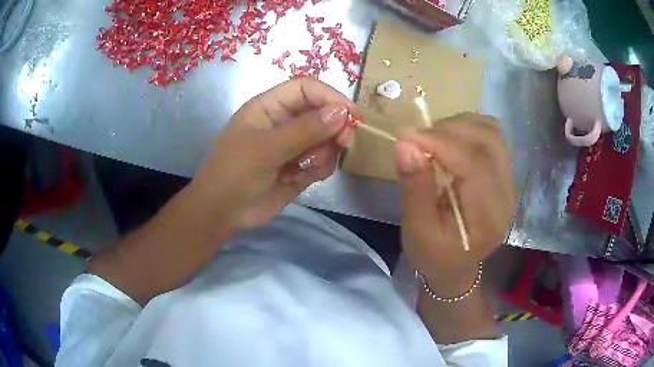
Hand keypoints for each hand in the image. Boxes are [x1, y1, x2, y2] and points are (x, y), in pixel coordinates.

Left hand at [190, 78, 356, 230]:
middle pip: (322, 112)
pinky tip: (298, 180)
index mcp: (269, 107)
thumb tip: (342, 112)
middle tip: (342, 143)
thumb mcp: (266, 149)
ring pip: (326, 139)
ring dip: (323, 154)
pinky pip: (323, 161)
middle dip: (334, 128)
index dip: (330, 96)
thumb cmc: (235, 172)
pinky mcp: (300, 167)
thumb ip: (305, 130)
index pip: (306, 89)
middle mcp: (284, 121)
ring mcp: (293, 145)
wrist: (223, 212)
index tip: (351, 114)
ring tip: (304, 169)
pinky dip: (318, 169)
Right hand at [395, 113, 515, 294]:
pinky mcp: (504, 173)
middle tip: (418, 139)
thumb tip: (405, 144)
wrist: (456, 266)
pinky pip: (491, 136)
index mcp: (487, 217)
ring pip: (491, 132)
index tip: (407, 136)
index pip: (475, 163)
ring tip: (434, 140)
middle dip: (449, 130)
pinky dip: (468, 128)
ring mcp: (509, 182)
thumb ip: (415, 188)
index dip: (441, 142)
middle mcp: (506, 195)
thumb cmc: (434, 255)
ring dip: (459, 126)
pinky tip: (451, 142)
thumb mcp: (417, 230)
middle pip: (488, 141)